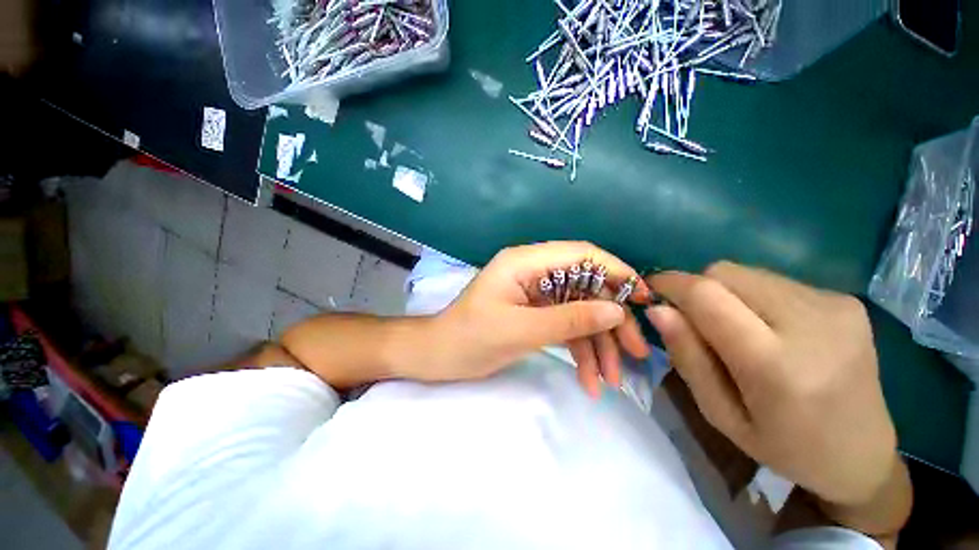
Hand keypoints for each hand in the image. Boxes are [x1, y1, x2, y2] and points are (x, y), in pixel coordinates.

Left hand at [425, 242, 650, 394]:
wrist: (439, 356)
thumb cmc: (471, 339)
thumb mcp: (521, 330)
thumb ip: (569, 319)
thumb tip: (616, 310)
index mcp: (525, 262)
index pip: (581, 254)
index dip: (615, 272)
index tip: (643, 299)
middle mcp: (533, 271)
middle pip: (585, 286)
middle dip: (610, 319)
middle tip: (634, 353)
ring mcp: (535, 293)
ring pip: (578, 311)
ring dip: (597, 344)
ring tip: (611, 380)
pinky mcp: (535, 312)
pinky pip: (565, 326)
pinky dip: (579, 351)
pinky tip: (589, 380)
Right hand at [646, 262, 897, 505]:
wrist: (864, 454)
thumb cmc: (785, 447)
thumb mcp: (720, 414)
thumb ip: (688, 358)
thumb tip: (657, 310)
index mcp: (777, 366)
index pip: (707, 296)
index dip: (670, 284)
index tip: (650, 291)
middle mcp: (812, 323)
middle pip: (724, 273)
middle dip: (696, 289)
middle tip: (695, 322)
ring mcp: (835, 306)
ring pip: (746, 272)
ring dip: (725, 293)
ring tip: (737, 330)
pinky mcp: (845, 299)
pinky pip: (772, 280)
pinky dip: (752, 296)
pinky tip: (769, 328)